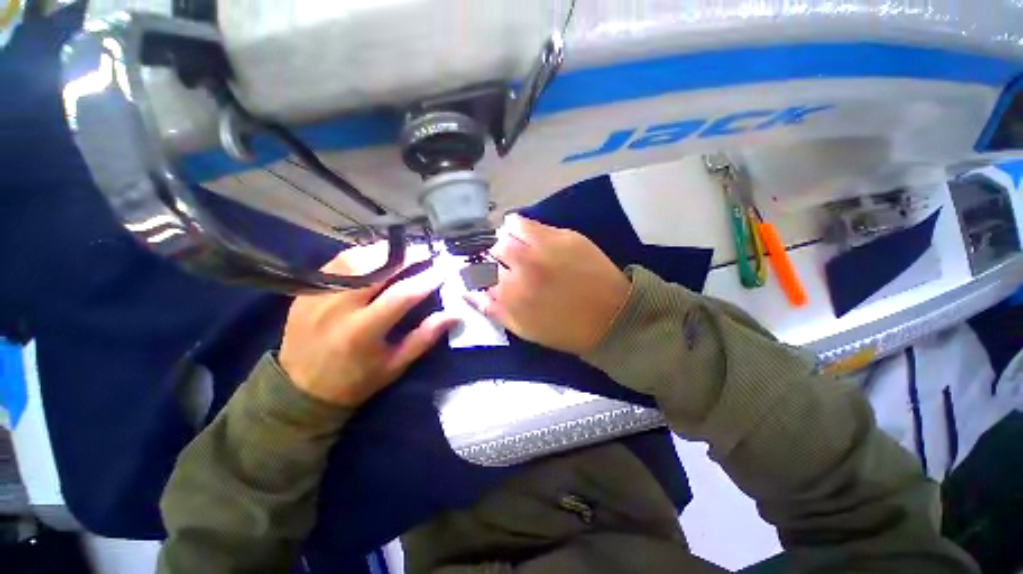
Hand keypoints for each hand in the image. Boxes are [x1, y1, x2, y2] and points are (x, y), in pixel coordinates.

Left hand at [279, 243, 457, 406]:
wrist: (299, 389)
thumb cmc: (356, 380)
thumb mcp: (395, 365)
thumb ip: (425, 337)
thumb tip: (455, 314)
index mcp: (362, 332)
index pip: (402, 295)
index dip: (428, 278)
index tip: (447, 267)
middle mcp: (337, 308)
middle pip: (376, 268)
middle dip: (407, 256)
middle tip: (427, 251)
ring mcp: (317, 296)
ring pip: (355, 259)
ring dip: (384, 251)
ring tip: (405, 252)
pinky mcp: (306, 291)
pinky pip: (337, 263)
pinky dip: (361, 256)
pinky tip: (376, 257)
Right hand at [466, 214, 630, 354]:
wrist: (611, 316)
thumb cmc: (564, 329)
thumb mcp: (524, 329)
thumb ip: (494, 310)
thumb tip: (468, 292)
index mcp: (511, 294)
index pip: (477, 273)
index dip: (477, 272)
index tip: (484, 273)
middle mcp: (522, 267)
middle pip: (491, 250)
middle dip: (494, 256)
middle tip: (504, 262)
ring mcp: (542, 248)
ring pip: (505, 233)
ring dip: (505, 240)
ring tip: (514, 247)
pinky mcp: (561, 236)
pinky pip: (525, 222)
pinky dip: (517, 225)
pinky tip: (523, 233)